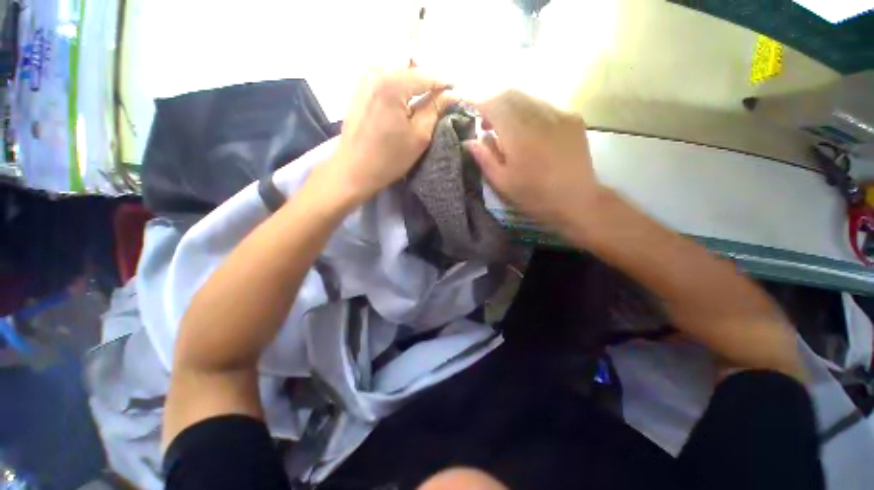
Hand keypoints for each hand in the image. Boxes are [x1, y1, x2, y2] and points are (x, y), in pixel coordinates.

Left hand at [321, 68, 455, 203]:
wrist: (353, 170)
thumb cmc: (389, 158)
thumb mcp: (419, 136)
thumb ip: (436, 109)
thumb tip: (452, 93)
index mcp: (392, 82)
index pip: (427, 75)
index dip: (446, 84)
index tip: (458, 93)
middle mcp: (376, 71)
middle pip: (412, 66)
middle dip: (429, 80)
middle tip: (441, 98)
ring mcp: (364, 78)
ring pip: (398, 70)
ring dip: (414, 82)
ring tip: (425, 99)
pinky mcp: (359, 88)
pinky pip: (385, 77)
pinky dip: (399, 85)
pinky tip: (405, 101)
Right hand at [464, 90, 600, 230]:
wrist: (577, 200)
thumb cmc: (534, 196)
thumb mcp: (503, 182)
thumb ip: (485, 158)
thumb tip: (469, 140)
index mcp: (519, 135)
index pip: (494, 105)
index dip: (479, 103)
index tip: (469, 109)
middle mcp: (539, 117)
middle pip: (511, 94)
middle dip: (494, 103)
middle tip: (486, 124)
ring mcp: (559, 115)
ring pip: (528, 98)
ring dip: (511, 108)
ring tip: (507, 130)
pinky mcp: (573, 119)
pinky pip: (545, 106)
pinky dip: (529, 113)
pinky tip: (530, 133)